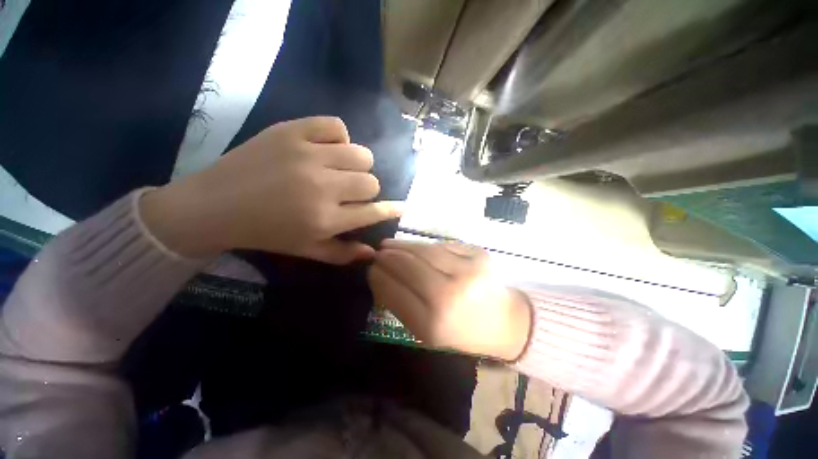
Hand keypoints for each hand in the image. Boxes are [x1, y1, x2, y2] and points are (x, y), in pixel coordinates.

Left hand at [141, 117, 402, 262]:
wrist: (213, 205)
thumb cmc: (265, 232)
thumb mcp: (306, 250)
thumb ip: (342, 254)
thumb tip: (373, 252)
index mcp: (325, 219)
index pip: (373, 212)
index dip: (391, 210)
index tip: (401, 207)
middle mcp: (322, 187)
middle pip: (371, 181)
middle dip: (367, 189)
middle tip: (350, 191)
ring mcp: (307, 155)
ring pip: (361, 154)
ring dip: (358, 164)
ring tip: (341, 168)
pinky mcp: (291, 131)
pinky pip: (335, 126)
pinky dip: (339, 137)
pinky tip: (328, 148)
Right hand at [368, 240, 531, 360]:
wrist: (506, 322)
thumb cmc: (462, 332)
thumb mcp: (427, 332)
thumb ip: (400, 304)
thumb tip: (379, 276)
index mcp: (433, 324)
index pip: (394, 291)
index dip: (379, 277)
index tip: (371, 269)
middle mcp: (450, 295)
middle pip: (408, 265)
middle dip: (388, 257)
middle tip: (378, 253)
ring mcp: (467, 270)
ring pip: (424, 250)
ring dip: (403, 246)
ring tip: (390, 245)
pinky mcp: (479, 253)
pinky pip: (442, 245)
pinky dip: (425, 246)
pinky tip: (416, 248)